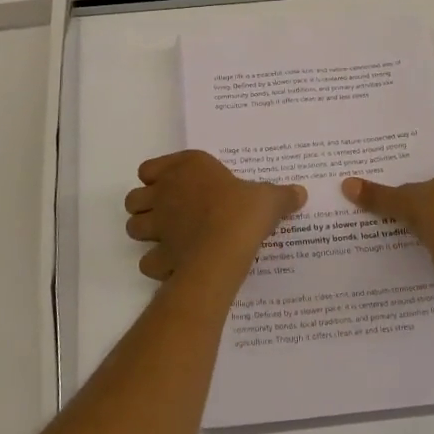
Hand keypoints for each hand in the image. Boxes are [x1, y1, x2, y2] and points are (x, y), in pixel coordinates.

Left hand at [124, 151, 305, 289]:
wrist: (225, 247)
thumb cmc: (243, 211)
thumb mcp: (268, 198)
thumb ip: (281, 195)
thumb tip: (301, 193)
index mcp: (188, 167)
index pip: (150, 168)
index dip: (157, 178)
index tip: (174, 187)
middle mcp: (165, 192)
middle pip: (134, 199)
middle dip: (145, 207)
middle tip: (167, 215)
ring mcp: (158, 225)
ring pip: (133, 227)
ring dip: (145, 233)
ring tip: (167, 240)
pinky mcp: (159, 255)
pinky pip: (147, 261)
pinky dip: (156, 265)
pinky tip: (174, 266)